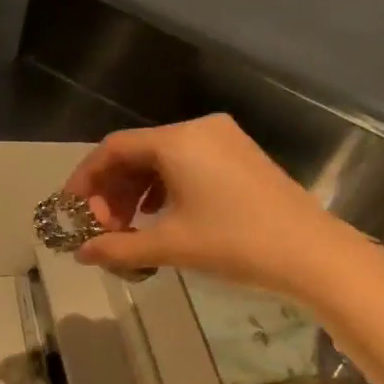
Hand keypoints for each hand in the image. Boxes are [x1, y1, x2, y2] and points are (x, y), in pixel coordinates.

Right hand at [63, 114, 383, 303]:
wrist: (311, 253)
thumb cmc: (234, 243)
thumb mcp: (170, 246)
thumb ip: (118, 247)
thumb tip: (81, 254)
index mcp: (178, 141)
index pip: (114, 148)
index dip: (86, 178)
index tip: (72, 209)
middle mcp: (199, 130)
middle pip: (137, 151)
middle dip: (112, 190)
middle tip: (102, 228)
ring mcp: (224, 140)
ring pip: (162, 159)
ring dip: (136, 191)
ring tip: (128, 228)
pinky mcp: (241, 156)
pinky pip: (187, 163)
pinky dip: (164, 188)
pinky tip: (160, 217)